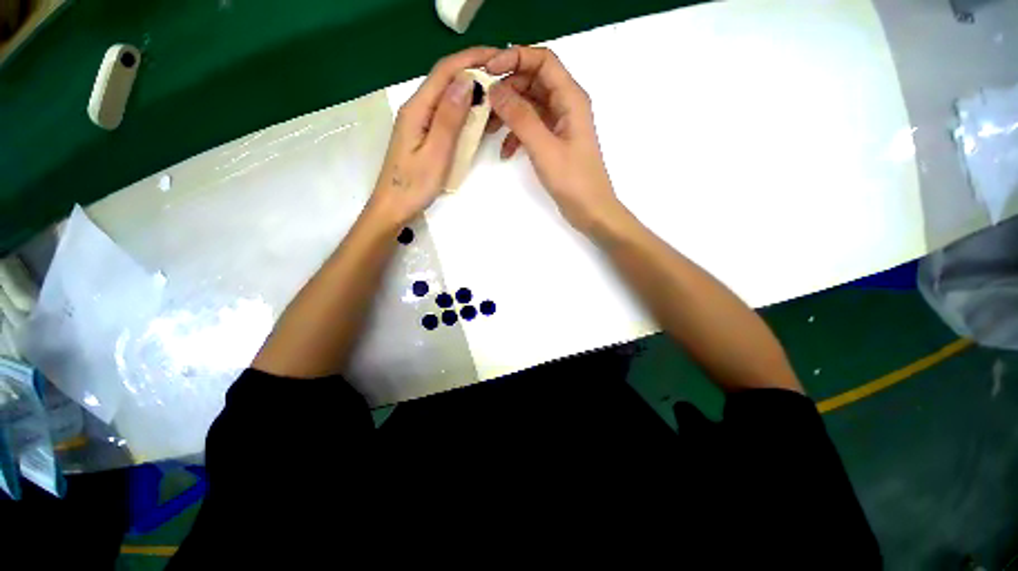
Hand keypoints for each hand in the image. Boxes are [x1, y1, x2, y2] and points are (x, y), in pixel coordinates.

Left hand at [367, 47, 498, 225]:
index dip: (471, 59)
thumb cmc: (414, 185)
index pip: (445, 71)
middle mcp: (417, 109)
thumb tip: (466, 81)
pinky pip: (446, 115)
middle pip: (446, 80)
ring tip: (495, 98)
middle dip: (474, 72)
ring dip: (470, 92)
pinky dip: (464, 111)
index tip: (498, 57)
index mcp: (417, 108)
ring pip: (447, 97)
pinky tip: (477, 119)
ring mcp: (419, 122)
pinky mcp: (424, 135)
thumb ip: (449, 117)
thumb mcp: (436, 152)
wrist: (394, 207)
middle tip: (502, 79)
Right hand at [485, 46, 622, 233]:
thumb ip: (521, 118)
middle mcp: (566, 105)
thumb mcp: (545, 148)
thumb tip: (495, 90)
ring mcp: (559, 124)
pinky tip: (505, 152)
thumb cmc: (573, 180)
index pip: (542, 60)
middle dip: (507, 89)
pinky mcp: (554, 141)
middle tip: (483, 104)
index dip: (515, 58)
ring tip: (488, 129)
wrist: (590, 210)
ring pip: (529, 105)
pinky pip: (531, 127)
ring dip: (508, 113)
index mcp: (570, 98)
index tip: (488, 72)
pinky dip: (516, 134)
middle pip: (533, 81)